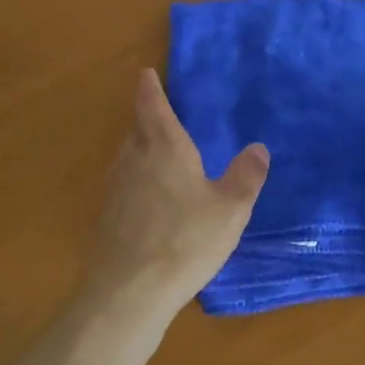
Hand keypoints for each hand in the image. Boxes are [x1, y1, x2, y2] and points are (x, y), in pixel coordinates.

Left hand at [82, 68, 268, 317]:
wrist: (129, 291)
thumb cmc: (186, 240)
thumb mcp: (231, 208)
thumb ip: (246, 175)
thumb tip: (258, 148)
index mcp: (164, 147)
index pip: (152, 105)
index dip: (149, 88)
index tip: (145, 73)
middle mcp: (133, 159)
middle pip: (137, 130)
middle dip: (149, 120)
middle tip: (166, 118)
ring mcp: (115, 189)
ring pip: (128, 158)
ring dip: (142, 151)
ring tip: (162, 157)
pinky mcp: (107, 217)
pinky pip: (124, 185)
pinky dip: (137, 182)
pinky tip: (152, 202)